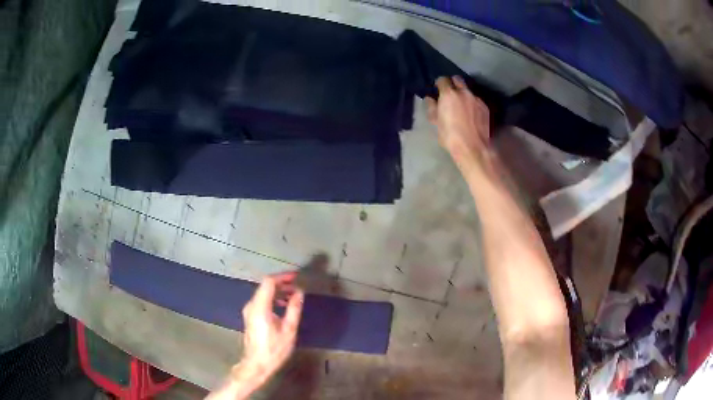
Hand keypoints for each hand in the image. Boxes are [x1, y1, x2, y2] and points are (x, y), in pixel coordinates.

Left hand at [234, 273, 303, 385]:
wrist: (257, 364)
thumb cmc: (274, 349)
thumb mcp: (289, 330)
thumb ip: (294, 309)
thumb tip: (299, 292)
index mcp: (260, 307)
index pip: (269, 282)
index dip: (282, 277)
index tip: (296, 277)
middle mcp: (251, 305)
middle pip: (265, 286)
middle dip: (282, 284)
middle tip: (297, 287)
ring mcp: (249, 311)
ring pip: (263, 293)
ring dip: (278, 292)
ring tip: (293, 297)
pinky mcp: (250, 316)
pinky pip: (261, 301)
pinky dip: (273, 299)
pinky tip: (283, 306)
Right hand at [425, 76, 490, 160]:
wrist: (473, 148)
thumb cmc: (450, 136)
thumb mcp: (436, 122)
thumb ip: (432, 107)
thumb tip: (430, 99)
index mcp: (449, 94)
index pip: (442, 79)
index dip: (439, 84)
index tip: (438, 90)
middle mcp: (464, 92)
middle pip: (457, 79)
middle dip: (453, 84)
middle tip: (450, 95)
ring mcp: (476, 98)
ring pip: (468, 90)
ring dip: (464, 94)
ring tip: (462, 105)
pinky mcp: (485, 107)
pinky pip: (476, 100)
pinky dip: (472, 103)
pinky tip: (471, 114)